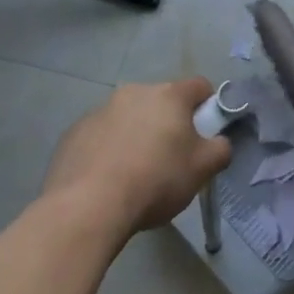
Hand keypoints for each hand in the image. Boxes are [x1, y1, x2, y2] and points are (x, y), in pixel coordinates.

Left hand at [42, 77, 231, 238]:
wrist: (87, 207)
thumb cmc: (155, 181)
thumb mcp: (202, 169)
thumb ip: (220, 149)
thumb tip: (219, 142)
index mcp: (169, 95)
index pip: (199, 86)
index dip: (207, 106)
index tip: (204, 133)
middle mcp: (134, 92)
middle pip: (161, 101)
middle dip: (168, 123)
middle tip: (170, 158)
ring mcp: (100, 110)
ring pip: (128, 117)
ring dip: (136, 134)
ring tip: (134, 173)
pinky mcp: (73, 133)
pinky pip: (100, 135)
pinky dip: (107, 149)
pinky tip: (106, 179)